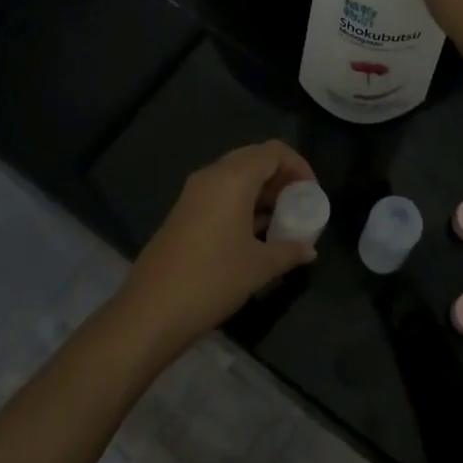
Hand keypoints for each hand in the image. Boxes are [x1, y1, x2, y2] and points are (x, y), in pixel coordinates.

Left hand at [116, 141, 318, 355]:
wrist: (151, 310)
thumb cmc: (213, 280)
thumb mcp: (259, 267)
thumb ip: (289, 251)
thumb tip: (309, 250)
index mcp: (233, 178)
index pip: (273, 151)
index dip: (298, 166)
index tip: (311, 192)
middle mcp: (212, 175)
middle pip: (254, 157)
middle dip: (279, 175)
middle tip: (297, 202)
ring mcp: (193, 192)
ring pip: (235, 174)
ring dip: (260, 189)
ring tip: (279, 218)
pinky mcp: (183, 210)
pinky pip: (219, 191)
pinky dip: (240, 200)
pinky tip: (252, 231)